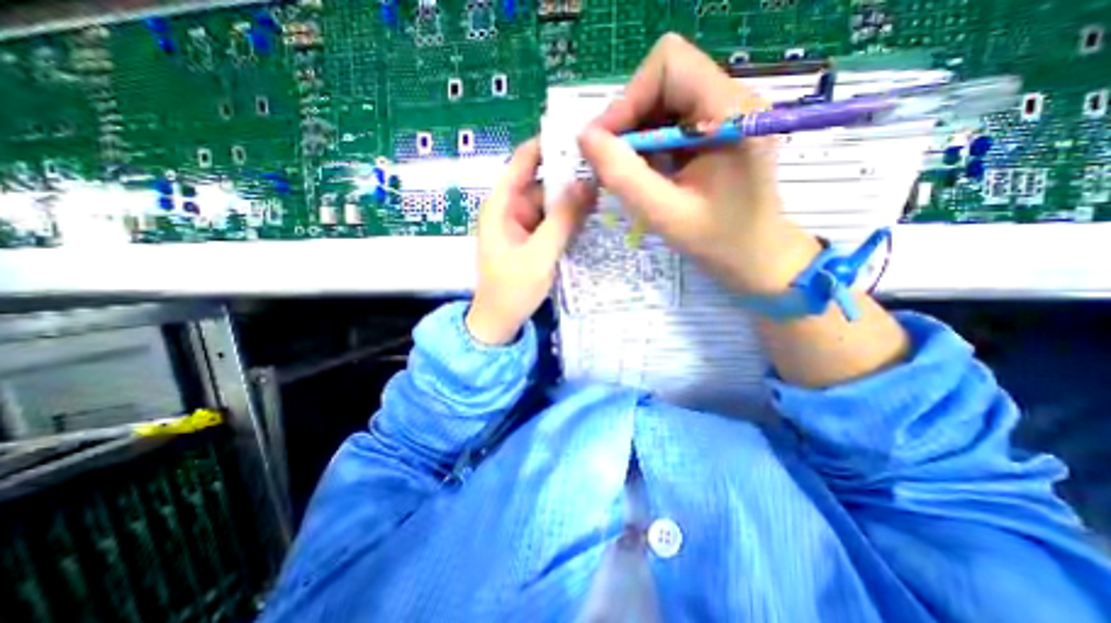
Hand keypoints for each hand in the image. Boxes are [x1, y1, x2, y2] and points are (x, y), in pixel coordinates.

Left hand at [464, 136, 593, 345]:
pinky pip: (552, 221)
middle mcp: (511, 209)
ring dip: (572, 198)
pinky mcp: (532, 239)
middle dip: (569, 175)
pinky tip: (592, 214)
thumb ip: (562, 219)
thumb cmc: (512, 289)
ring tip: (605, 188)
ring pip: (550, 202)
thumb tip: (586, 183)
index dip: (547, 144)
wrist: (500, 322)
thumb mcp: (540, 254)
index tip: (578, 133)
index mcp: (501, 206)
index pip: (522, 162)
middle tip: (605, 167)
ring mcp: (523, 225)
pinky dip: (569, 218)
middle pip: (541, 182)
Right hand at [579, 31, 818, 292]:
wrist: (756, 257)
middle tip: (611, 162)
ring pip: (663, 99)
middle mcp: (732, 100)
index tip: (606, 144)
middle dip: (628, 119)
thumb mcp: (665, 214)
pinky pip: (670, 120)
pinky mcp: (717, 129)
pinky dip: (648, 143)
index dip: (628, 99)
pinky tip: (647, 173)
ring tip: (628, 172)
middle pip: (663, 78)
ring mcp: (725, 113)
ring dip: (636, 133)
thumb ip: (624, 175)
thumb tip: (585, 137)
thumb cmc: (718, 242)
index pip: (668, 64)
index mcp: (730, 113)